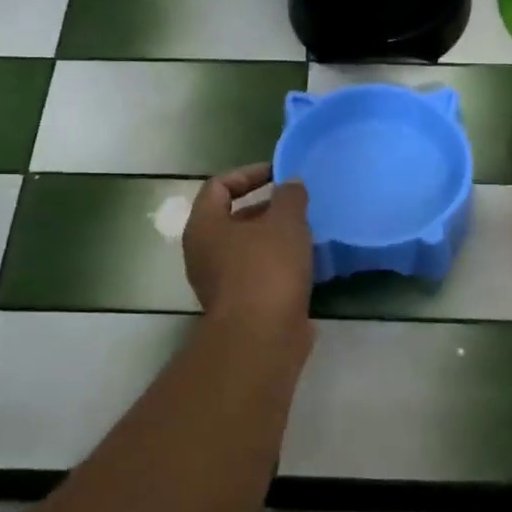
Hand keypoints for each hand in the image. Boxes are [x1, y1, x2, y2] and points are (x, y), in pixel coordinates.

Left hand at [183, 164, 312, 330]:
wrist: (262, 337)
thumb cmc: (267, 269)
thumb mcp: (285, 222)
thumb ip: (290, 196)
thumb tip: (290, 183)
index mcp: (204, 226)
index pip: (219, 185)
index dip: (249, 173)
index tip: (280, 174)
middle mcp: (203, 253)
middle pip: (233, 218)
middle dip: (267, 208)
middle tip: (298, 204)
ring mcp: (219, 282)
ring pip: (248, 248)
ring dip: (275, 238)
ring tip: (308, 231)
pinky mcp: (240, 305)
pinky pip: (259, 274)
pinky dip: (279, 264)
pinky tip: (307, 263)